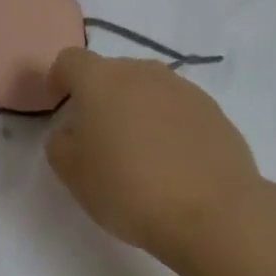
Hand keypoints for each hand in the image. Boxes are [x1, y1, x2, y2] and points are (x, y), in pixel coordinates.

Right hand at [45, 48, 262, 264]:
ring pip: (148, 89)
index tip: (59, 105)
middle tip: (98, 135)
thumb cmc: (128, 189)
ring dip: (137, 108)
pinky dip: (168, 125)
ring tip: (139, 151)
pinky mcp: (215, 112)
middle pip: (112, 72)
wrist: (214, 215)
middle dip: (100, 95)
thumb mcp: (71, 172)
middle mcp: (142, 73)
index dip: (60, 79)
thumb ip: (60, 142)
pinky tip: (172, 162)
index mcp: (101, 80)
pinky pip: (178, 109)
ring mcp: (184, 89)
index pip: (70, 60)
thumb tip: (73, 131)